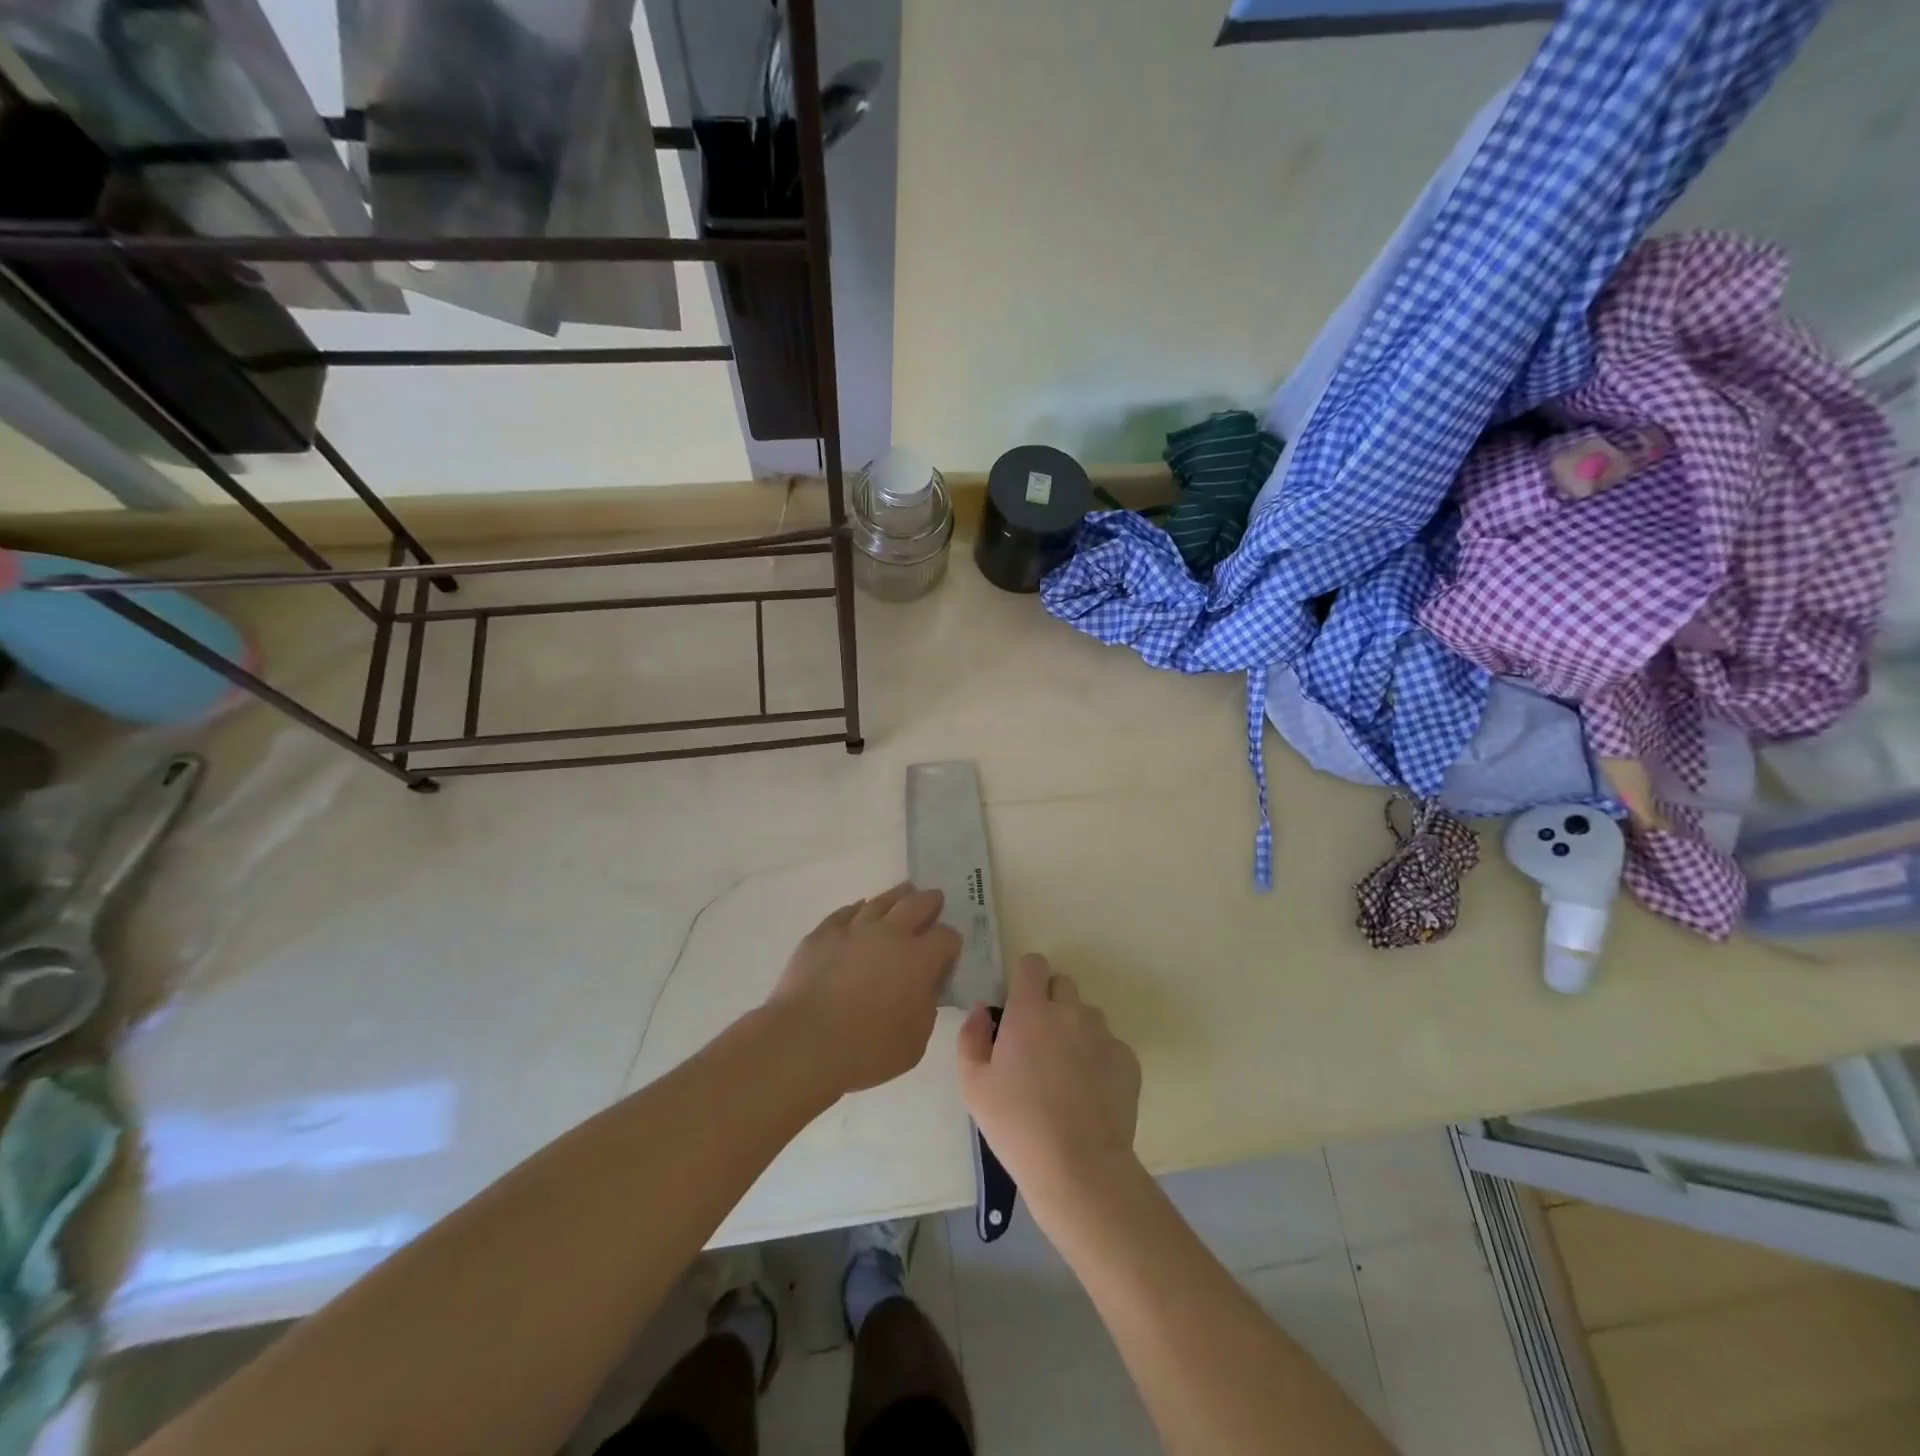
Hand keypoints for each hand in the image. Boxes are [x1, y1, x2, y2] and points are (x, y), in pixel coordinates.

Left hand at [767, 883, 959, 1096]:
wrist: (805, 1041)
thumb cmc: (867, 1050)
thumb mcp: (916, 1041)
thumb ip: (926, 1008)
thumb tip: (923, 989)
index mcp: (919, 959)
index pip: (947, 937)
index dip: (951, 943)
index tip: (948, 953)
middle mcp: (890, 933)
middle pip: (918, 904)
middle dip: (931, 902)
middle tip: (935, 900)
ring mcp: (854, 928)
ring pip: (882, 900)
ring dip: (898, 896)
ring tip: (904, 893)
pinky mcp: (823, 933)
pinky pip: (846, 912)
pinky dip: (859, 910)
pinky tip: (860, 911)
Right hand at [956, 953, 1141, 1203]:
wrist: (1078, 1167)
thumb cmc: (1016, 1124)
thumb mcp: (973, 1085)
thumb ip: (971, 1036)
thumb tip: (982, 1010)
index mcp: (1030, 1010)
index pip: (1033, 964)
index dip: (1025, 979)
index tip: (1018, 1005)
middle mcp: (1069, 1011)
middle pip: (1062, 984)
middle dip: (1050, 1002)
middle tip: (1039, 1042)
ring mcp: (1103, 1034)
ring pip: (1087, 1015)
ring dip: (1075, 1030)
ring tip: (1066, 1072)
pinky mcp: (1128, 1060)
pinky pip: (1110, 1045)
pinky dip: (1099, 1058)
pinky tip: (1089, 1093)